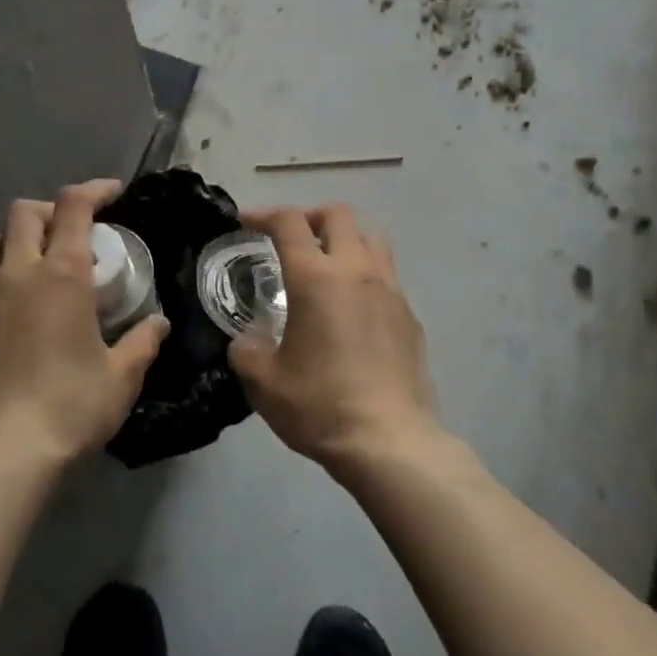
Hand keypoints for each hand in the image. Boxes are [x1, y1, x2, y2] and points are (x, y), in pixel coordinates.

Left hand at [0, 179, 168, 465]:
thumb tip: (159, 324)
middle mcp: (17, 274)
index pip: (73, 206)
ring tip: (48, 270)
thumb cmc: (71, 406)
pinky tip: (22, 315)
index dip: (94, 190)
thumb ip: (144, 341)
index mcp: (60, 275)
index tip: (113, 196)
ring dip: (25, 241)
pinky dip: (7, 280)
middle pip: (25, 212)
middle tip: (78, 232)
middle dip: (53, 210)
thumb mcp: (122, 376)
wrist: (3, 453)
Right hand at [229, 203, 438, 471]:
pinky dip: (366, 276)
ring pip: (371, 238)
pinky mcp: (410, 316)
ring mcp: (391, 291)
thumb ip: (246, 348)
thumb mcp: (262, 381)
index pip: (289, 222)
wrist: (389, 441)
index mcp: (316, 278)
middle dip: (309, 217)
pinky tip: (353, 310)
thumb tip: (249, 338)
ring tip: (327, 266)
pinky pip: (387, 277)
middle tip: (291, 240)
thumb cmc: (319, 405)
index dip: (263, 214)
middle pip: (338, 215)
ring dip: (345, 240)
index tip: (245, 222)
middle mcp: (357, 271)